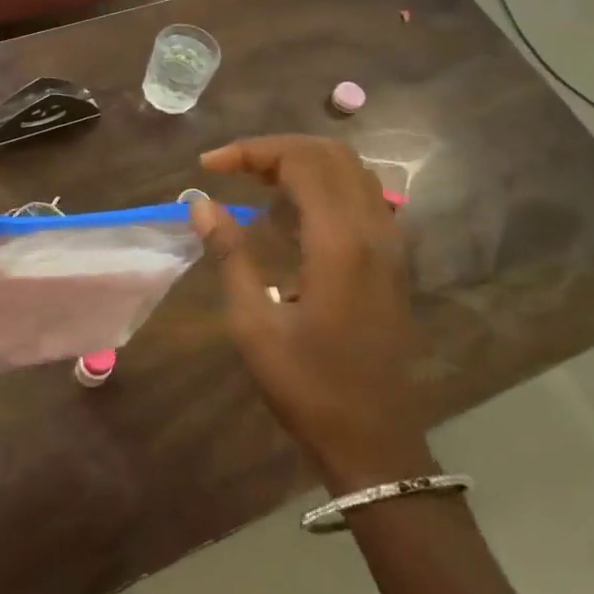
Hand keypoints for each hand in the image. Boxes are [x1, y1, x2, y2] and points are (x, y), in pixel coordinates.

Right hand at [190, 135, 434, 488]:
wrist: (375, 444)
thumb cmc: (308, 387)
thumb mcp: (254, 324)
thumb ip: (230, 254)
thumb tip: (200, 203)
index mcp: (339, 243)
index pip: (301, 161)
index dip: (251, 151)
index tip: (209, 167)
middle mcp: (373, 231)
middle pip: (330, 154)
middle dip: (276, 149)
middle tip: (232, 169)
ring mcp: (390, 245)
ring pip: (351, 170)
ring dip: (302, 163)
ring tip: (256, 183)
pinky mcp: (392, 261)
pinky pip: (362, 195)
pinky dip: (324, 184)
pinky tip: (291, 212)